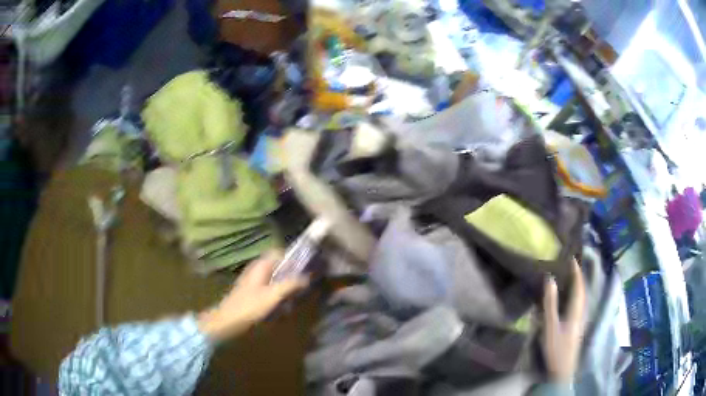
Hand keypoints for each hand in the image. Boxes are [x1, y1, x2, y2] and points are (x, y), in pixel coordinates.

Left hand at [197, 251, 308, 341]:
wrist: (228, 320)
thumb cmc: (250, 306)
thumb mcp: (273, 295)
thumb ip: (290, 284)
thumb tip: (307, 277)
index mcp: (260, 265)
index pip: (278, 252)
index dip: (292, 257)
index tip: (306, 266)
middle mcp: (256, 269)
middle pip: (277, 265)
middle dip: (291, 272)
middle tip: (304, 282)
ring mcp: (253, 280)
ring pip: (274, 276)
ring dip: (285, 283)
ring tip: (296, 294)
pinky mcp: (252, 291)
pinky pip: (269, 286)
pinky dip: (277, 292)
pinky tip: (283, 303)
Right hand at [542, 259, 585, 382]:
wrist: (563, 369)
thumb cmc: (557, 347)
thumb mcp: (551, 326)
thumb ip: (550, 303)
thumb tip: (550, 279)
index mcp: (577, 309)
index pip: (579, 285)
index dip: (576, 271)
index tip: (571, 257)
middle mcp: (581, 311)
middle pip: (582, 290)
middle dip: (577, 276)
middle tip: (569, 264)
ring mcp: (579, 319)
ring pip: (580, 297)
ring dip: (576, 285)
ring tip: (568, 276)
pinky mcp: (575, 326)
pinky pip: (577, 304)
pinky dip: (574, 295)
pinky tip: (567, 297)